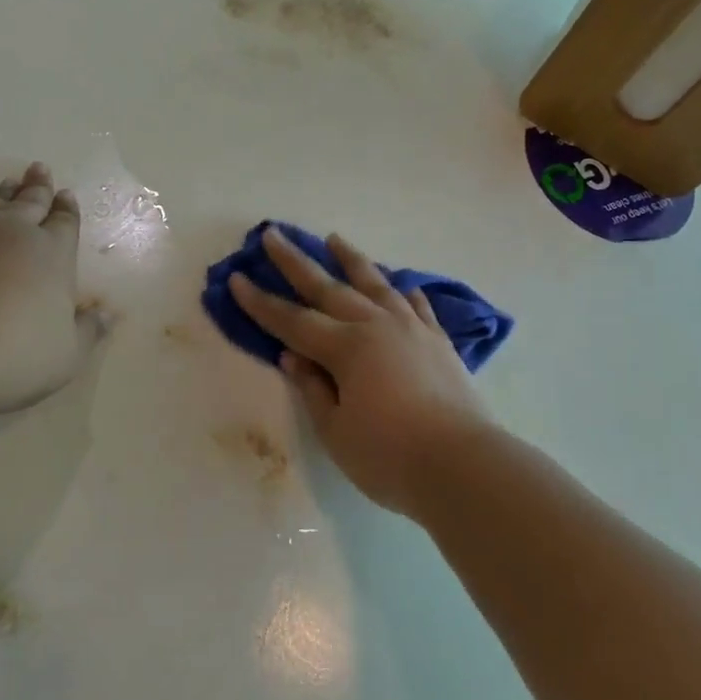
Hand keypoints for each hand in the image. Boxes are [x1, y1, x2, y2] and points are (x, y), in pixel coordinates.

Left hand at [0, 163, 105, 414]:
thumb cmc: (9, 358)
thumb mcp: (66, 355)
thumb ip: (88, 331)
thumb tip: (108, 313)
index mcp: (51, 254)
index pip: (65, 223)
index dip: (67, 210)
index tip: (67, 195)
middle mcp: (10, 231)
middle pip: (29, 203)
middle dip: (38, 187)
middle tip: (40, 170)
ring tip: (7, 182)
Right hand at [227, 227, 498, 517]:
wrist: (463, 464)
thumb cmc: (390, 456)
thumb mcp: (336, 431)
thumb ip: (313, 389)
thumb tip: (292, 356)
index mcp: (346, 348)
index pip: (293, 320)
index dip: (261, 302)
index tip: (237, 278)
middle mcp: (377, 325)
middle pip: (328, 288)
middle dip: (296, 262)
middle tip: (273, 234)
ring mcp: (412, 329)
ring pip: (375, 284)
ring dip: (351, 260)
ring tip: (334, 239)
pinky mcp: (438, 341)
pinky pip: (416, 305)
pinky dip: (403, 292)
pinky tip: (400, 285)